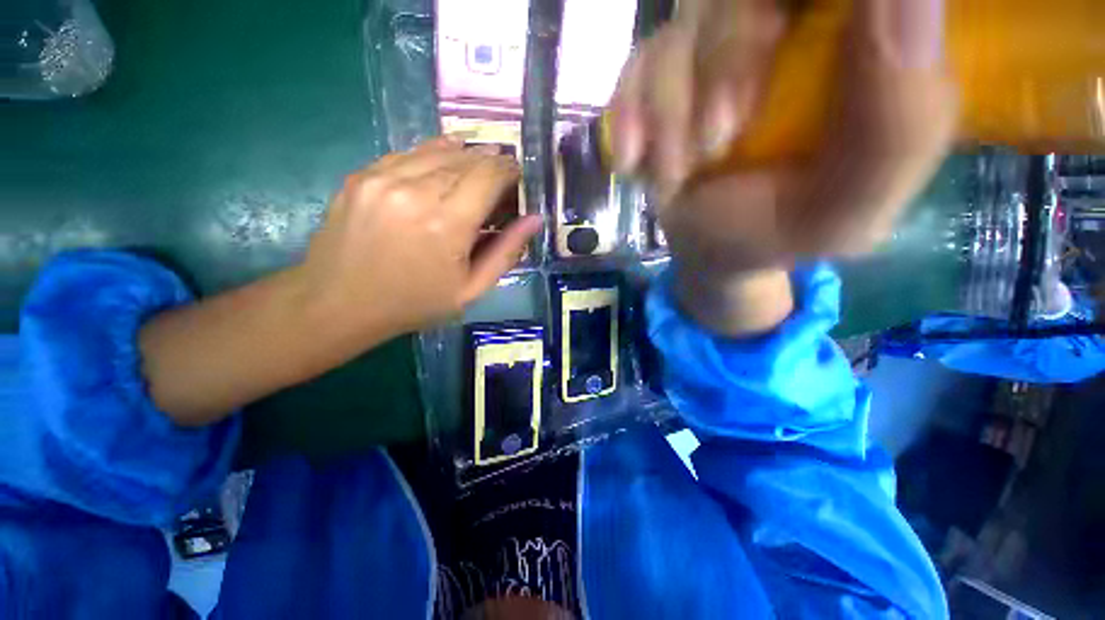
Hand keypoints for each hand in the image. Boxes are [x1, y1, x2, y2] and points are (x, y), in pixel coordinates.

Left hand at [140, 138, 539, 425]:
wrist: (338, 302)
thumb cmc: (414, 303)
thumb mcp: (471, 289)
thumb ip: (507, 252)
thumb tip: (534, 219)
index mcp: (446, 224)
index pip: (490, 175)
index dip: (510, 171)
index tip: (518, 179)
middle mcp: (415, 191)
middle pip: (467, 158)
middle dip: (491, 164)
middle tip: (501, 180)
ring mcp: (383, 178)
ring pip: (439, 150)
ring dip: (466, 158)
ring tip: (477, 173)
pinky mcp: (362, 175)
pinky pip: (409, 153)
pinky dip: (434, 156)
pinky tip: (443, 169)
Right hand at [609, 0, 956, 333]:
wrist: (711, 247)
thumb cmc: (781, 230)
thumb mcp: (847, 209)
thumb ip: (896, 128)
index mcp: (861, 43)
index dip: (809, 7)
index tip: (783, 48)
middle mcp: (789, 24)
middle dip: (726, 59)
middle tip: (717, 141)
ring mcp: (717, 43)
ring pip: (685, 23)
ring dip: (669, 110)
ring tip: (678, 173)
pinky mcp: (663, 74)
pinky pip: (637, 65)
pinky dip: (629, 115)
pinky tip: (635, 161)